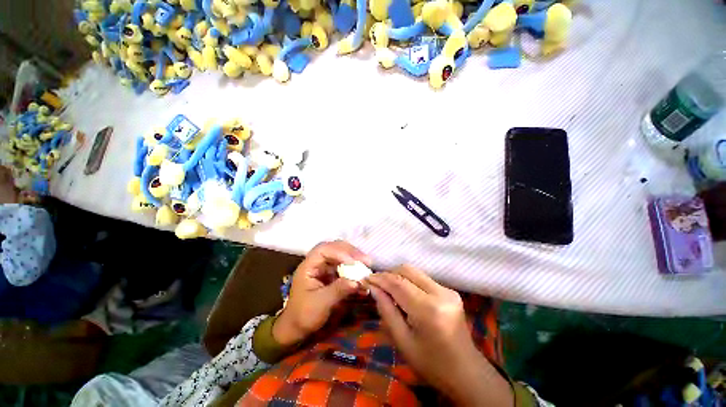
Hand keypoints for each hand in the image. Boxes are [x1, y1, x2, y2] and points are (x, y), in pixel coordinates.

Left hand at [273, 240, 371, 345]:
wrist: (297, 327)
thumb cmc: (304, 315)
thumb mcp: (321, 304)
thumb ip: (339, 290)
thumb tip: (357, 281)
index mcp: (308, 266)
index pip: (323, 250)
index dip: (339, 252)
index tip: (353, 262)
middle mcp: (317, 263)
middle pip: (333, 248)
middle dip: (350, 252)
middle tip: (366, 260)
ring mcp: (324, 267)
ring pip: (340, 254)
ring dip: (354, 258)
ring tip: (367, 264)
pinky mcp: (331, 273)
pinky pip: (344, 265)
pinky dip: (354, 268)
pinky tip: (362, 274)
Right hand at [366, 266, 512, 406]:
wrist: (466, 372)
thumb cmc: (431, 364)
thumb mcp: (402, 341)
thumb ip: (386, 311)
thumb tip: (373, 288)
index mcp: (428, 310)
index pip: (398, 283)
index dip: (380, 278)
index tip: (366, 278)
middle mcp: (440, 293)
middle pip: (407, 270)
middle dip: (389, 274)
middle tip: (376, 283)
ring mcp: (447, 290)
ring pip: (415, 272)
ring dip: (398, 276)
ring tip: (386, 287)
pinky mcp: (450, 291)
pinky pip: (423, 279)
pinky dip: (409, 281)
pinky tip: (403, 293)